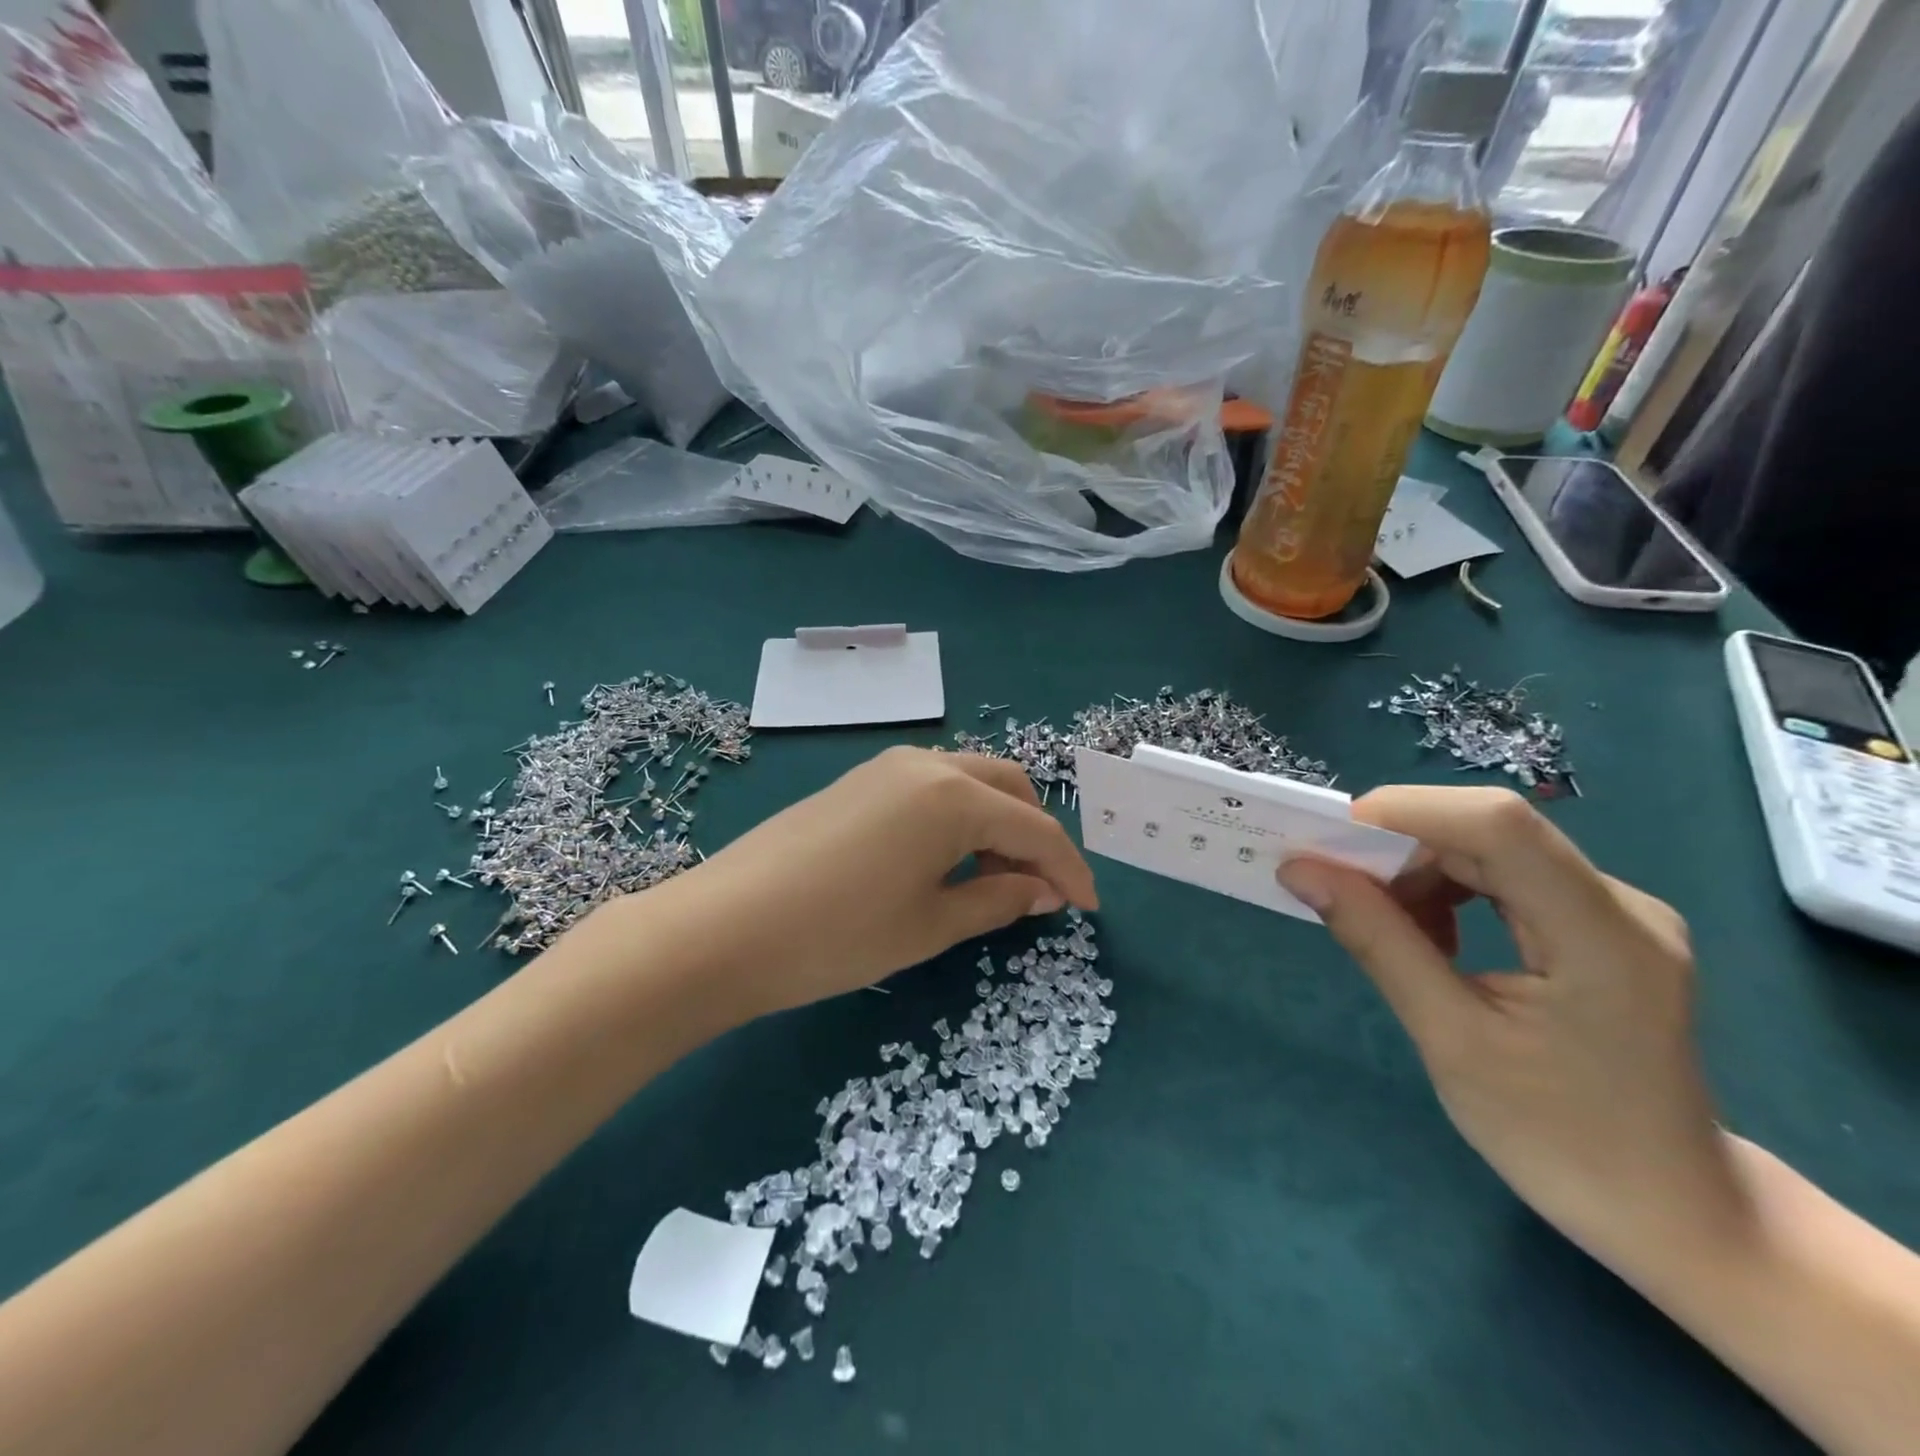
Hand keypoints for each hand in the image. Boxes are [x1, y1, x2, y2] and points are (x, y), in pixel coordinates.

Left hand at [670, 748, 1097, 1018]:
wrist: (722, 927)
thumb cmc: (837, 935)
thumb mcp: (930, 926)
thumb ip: (998, 901)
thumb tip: (1044, 891)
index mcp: (954, 796)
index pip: (1035, 829)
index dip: (1070, 870)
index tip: (1088, 908)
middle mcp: (926, 764)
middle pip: (1008, 788)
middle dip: (1034, 835)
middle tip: (1037, 892)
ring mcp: (886, 766)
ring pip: (969, 782)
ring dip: (995, 824)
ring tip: (990, 883)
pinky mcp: (858, 780)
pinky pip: (931, 787)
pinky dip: (957, 817)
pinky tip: (944, 861)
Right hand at [1278, 787, 1751, 1275]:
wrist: (1671, 1212)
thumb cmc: (1559, 1140)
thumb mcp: (1450, 1040)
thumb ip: (1377, 941)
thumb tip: (1300, 869)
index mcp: (1601, 936)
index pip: (1500, 824)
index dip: (1408, 811)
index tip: (1329, 838)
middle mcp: (1619, 905)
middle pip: (1491, 832)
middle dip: (1400, 846)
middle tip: (1334, 882)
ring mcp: (1616, 913)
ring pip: (1493, 850)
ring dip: (1421, 872)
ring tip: (1382, 923)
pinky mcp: (1600, 928)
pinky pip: (1507, 878)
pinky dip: (1449, 891)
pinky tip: (1431, 937)